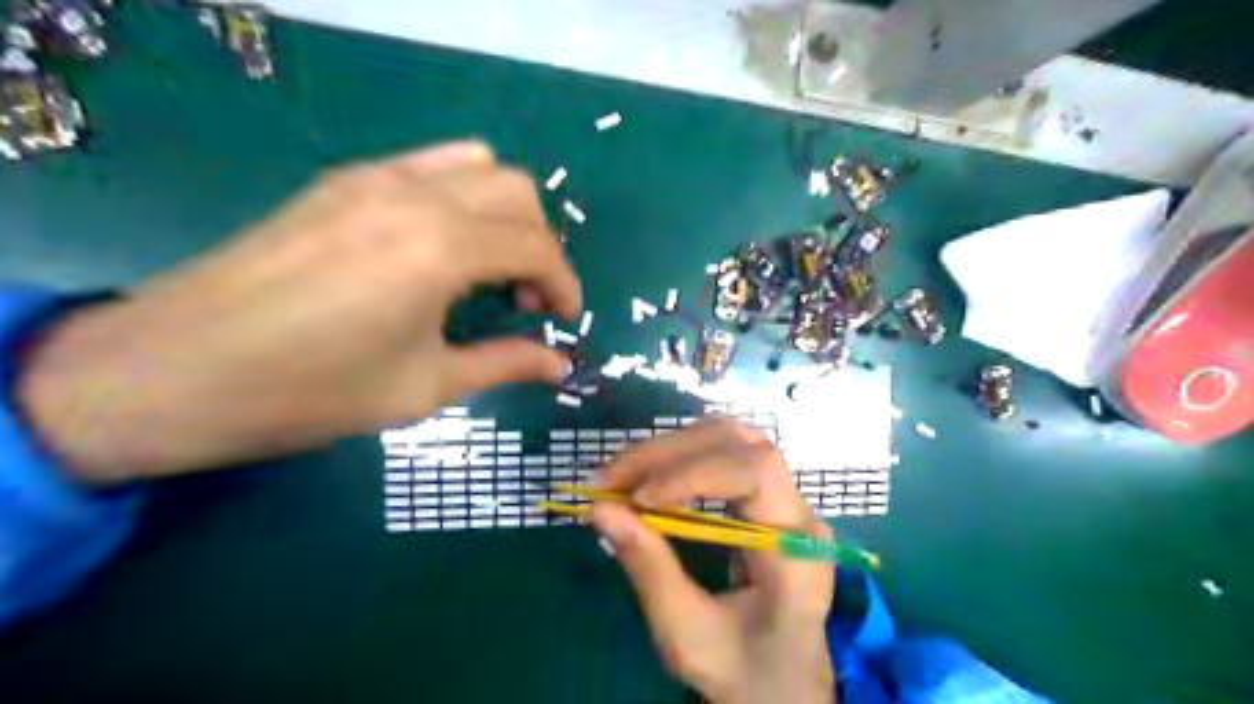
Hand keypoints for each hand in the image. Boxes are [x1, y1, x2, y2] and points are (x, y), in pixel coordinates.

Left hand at [15, 139, 583, 480]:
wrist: (177, 370)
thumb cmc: (312, 391)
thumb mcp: (424, 387)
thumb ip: (505, 364)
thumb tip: (560, 365)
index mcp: (441, 249)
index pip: (537, 247)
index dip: (564, 284)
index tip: (564, 321)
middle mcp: (417, 196)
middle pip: (517, 193)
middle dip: (540, 245)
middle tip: (526, 299)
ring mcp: (375, 178)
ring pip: (477, 165)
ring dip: (504, 213)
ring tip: (489, 268)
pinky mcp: (343, 181)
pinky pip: (429, 166)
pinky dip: (461, 197)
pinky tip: (441, 247)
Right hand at [593, 419, 836, 703]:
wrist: (785, 684)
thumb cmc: (744, 671)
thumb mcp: (688, 636)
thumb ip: (649, 569)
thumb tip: (600, 509)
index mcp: (797, 549)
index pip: (756, 472)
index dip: (693, 472)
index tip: (638, 498)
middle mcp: (799, 510)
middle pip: (739, 444)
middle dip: (667, 454)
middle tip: (607, 480)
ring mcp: (785, 497)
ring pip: (730, 438)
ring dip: (670, 449)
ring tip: (621, 475)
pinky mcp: (765, 496)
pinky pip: (723, 453)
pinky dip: (678, 457)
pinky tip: (646, 476)